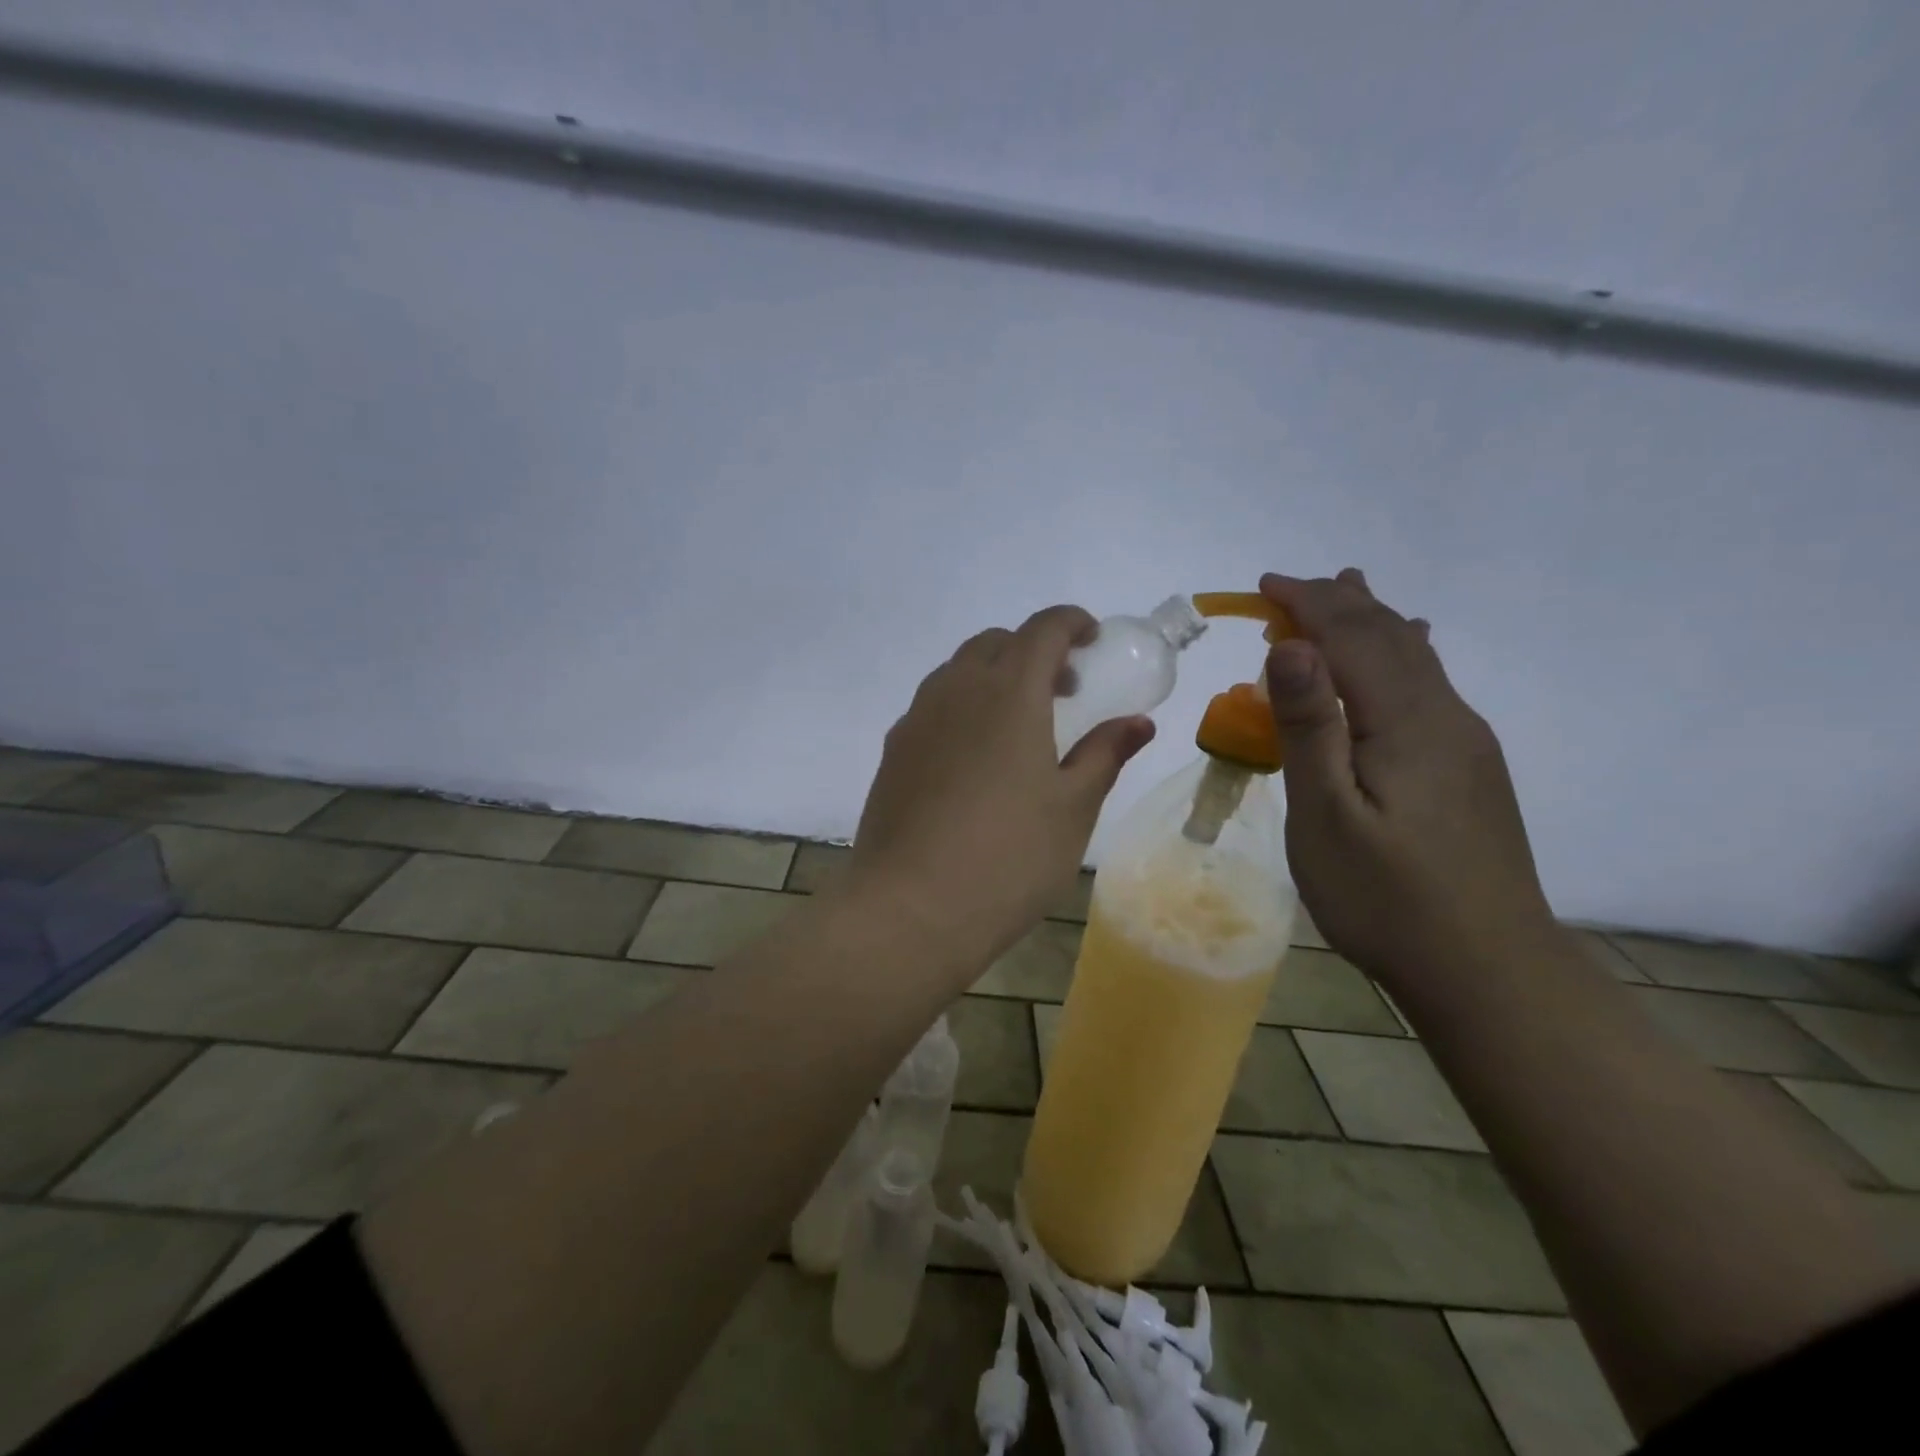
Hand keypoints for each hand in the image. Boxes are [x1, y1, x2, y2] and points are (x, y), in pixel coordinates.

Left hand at [845, 606, 1155, 971]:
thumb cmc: (1008, 858)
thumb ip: (1104, 754)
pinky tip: (974, 759)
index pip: (1043, 628)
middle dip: (1033, 650)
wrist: (909, 908)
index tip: (1092, 640)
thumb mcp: (1072, 809)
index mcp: (1009, 692)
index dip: (1072, 622)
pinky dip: (962, 707)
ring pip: (958, 671)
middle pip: (996, 642)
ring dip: (994, 677)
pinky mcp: (893, 751)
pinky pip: (933, 706)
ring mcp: (917, 719)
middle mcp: (956, 690)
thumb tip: (1137, 722)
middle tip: (1062, 692)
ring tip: (1019, 726)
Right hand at [1259, 569, 1554, 989]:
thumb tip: (1291, 646)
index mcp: (1408, 721)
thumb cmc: (1387, 898)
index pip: (1354, 636)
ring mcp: (1465, 743)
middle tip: (1292, 586)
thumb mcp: (1327, 816)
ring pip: (1416, 658)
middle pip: (1391, 637)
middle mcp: (1446, 717)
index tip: (1264, 585)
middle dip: (1339, 603)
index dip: (1308, 603)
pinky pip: (1427, 686)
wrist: (1489, 971)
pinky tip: (1402, 658)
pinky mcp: (1470, 770)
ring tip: (1349, 592)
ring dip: (1372, 622)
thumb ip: (1309, 727)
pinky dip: (1394, 655)